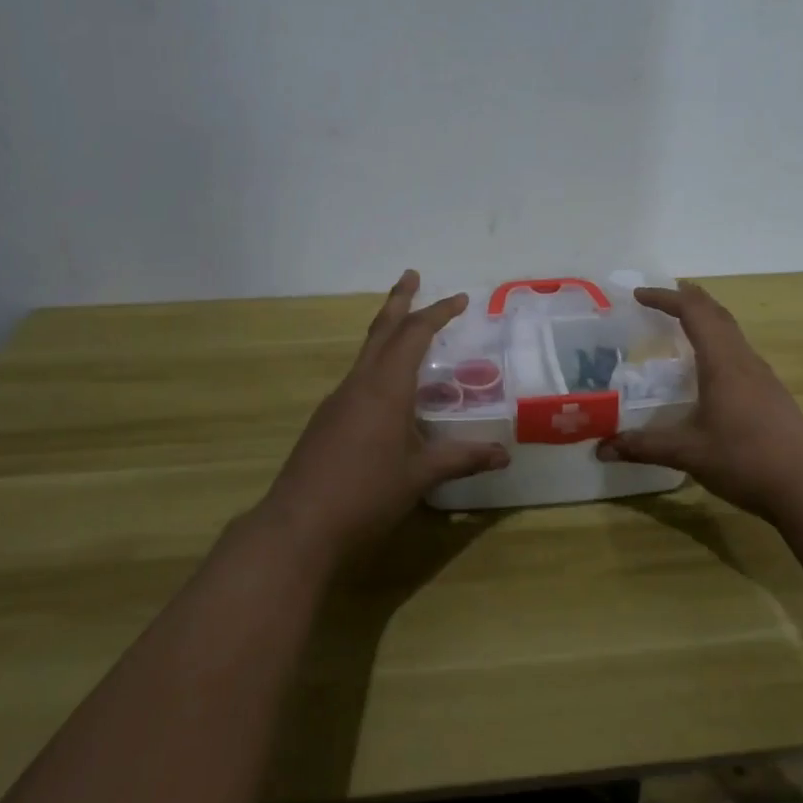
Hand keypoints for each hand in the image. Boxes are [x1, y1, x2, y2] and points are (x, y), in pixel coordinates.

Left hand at [258, 271, 509, 565]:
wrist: (298, 526)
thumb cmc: (366, 494)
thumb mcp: (421, 476)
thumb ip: (462, 459)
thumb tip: (504, 456)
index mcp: (386, 387)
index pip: (414, 334)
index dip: (438, 313)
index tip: (461, 299)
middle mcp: (359, 384)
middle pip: (381, 330)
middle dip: (399, 300)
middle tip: (412, 276)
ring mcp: (337, 401)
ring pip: (366, 353)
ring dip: (387, 333)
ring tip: (407, 330)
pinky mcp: (325, 421)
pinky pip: (358, 379)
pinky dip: (377, 366)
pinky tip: (388, 391)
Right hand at [597, 282, 802, 521]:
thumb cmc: (745, 461)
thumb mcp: (687, 453)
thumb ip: (643, 446)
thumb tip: (602, 449)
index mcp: (723, 362)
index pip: (693, 311)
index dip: (665, 298)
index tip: (639, 295)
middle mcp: (744, 359)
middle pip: (716, 312)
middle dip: (686, 298)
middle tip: (658, 299)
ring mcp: (763, 375)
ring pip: (731, 331)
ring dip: (705, 319)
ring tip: (679, 326)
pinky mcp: (772, 393)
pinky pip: (739, 351)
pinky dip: (717, 342)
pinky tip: (707, 369)